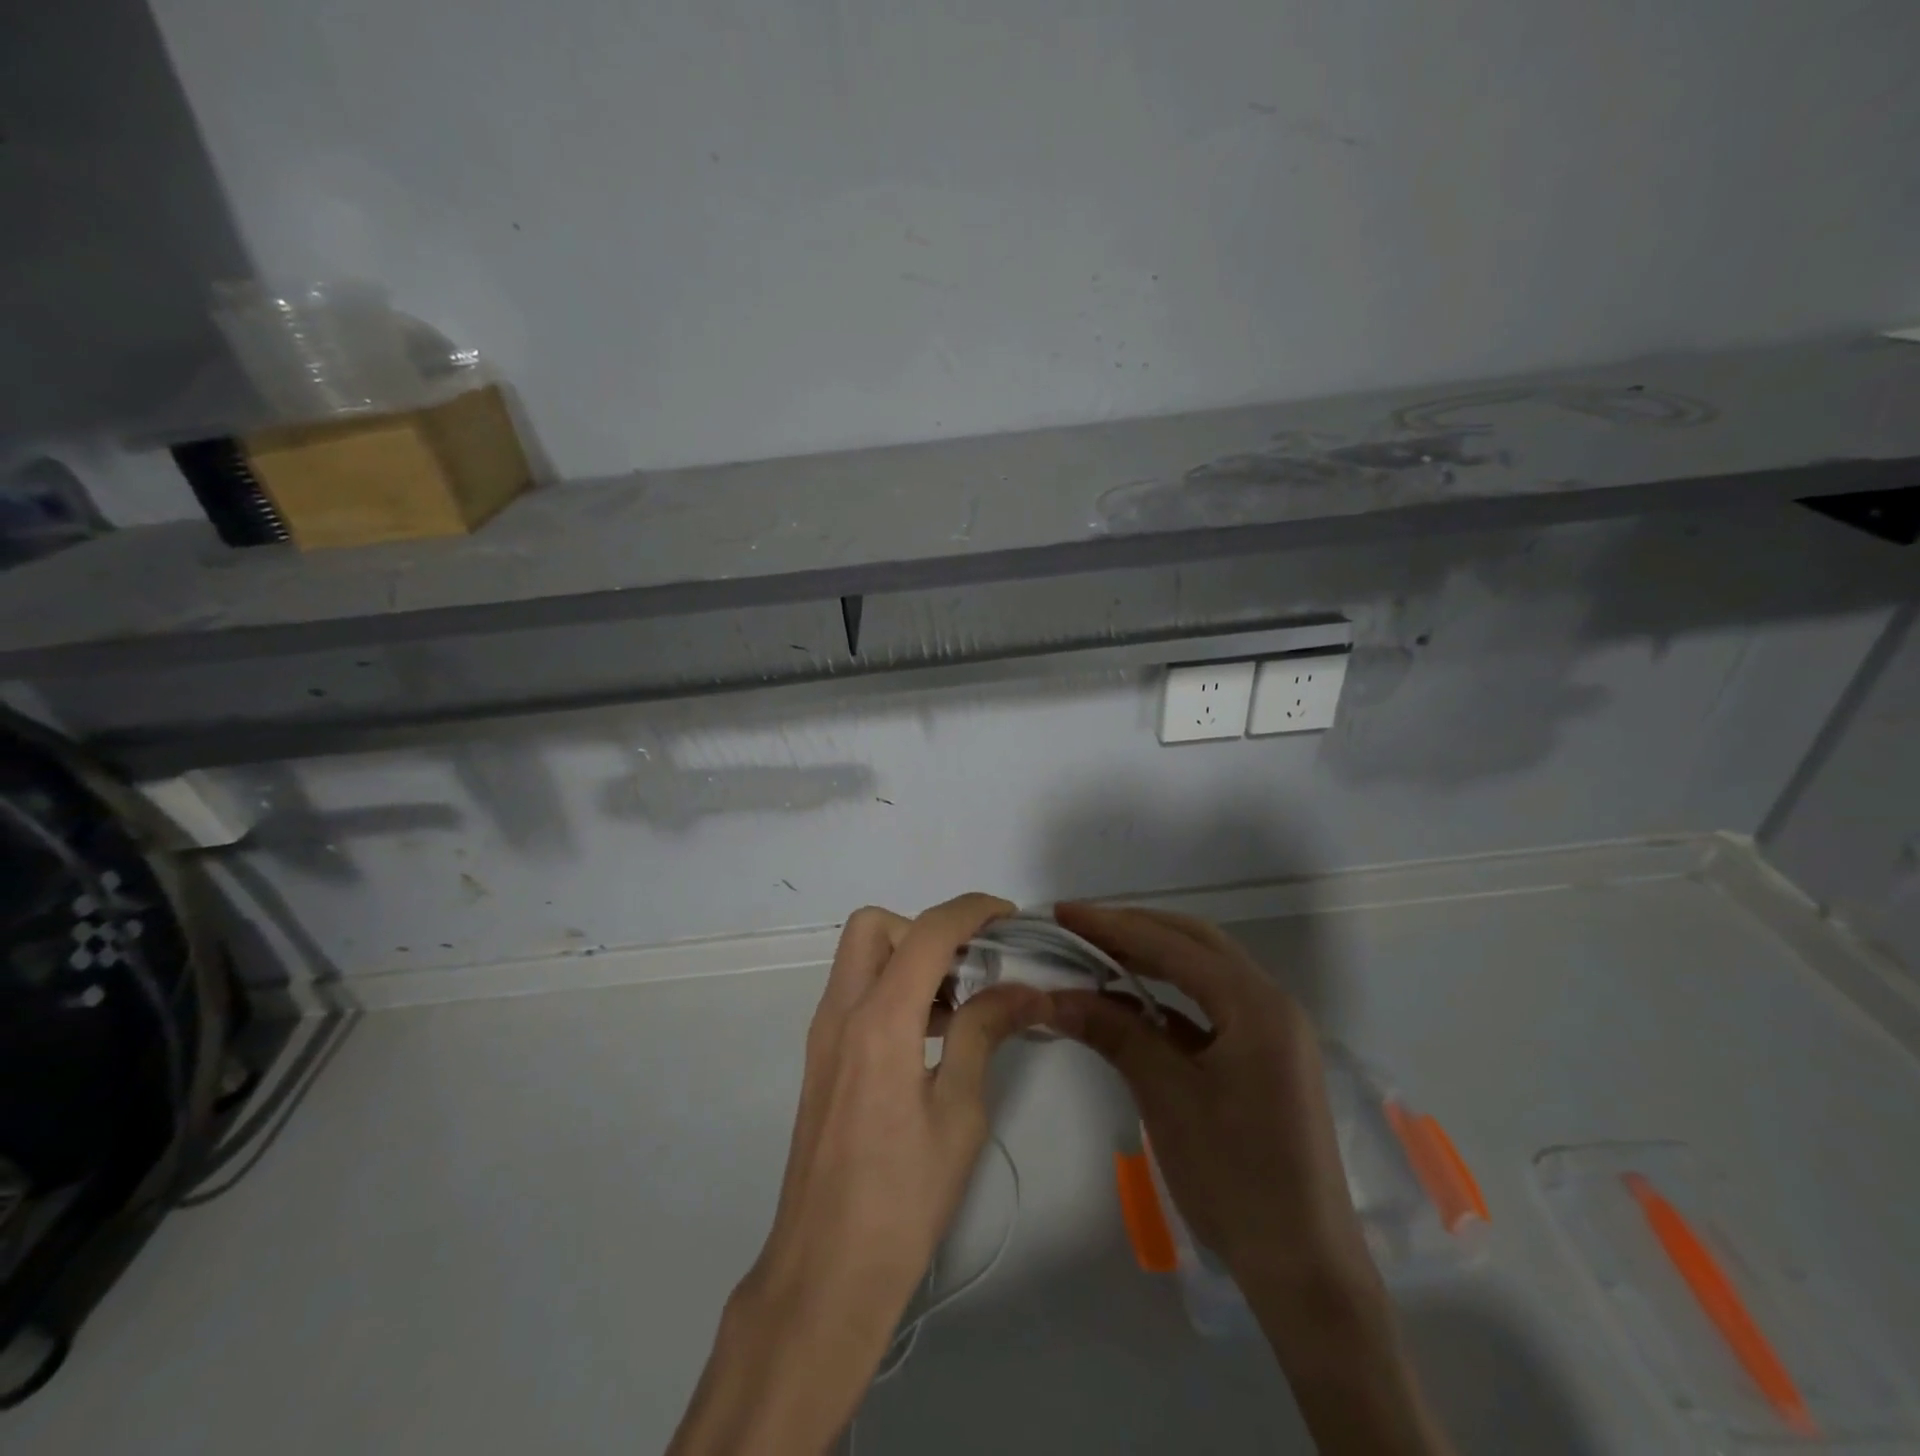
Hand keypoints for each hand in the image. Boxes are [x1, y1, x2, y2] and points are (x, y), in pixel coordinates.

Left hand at [669, 894, 1044, 1455]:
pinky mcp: (821, 1058)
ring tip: (959, 1006)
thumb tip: (1023, 988)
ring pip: (861, 957)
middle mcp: (841, 1012)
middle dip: (926, 929)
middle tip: (970, 967)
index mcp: (879, 1021)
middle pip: (875, 927)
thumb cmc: (903, 1199)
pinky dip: (892, 988)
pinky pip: (855, 992)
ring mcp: (824, 1034)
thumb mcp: (959, 1113)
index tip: (1009, 917)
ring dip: (909, 959)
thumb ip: (984, 1033)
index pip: (927, 932)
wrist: (826, 1271)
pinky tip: (930, 1036)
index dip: (971, 911)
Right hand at [1047, 903, 1453, 1455]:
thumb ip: (1113, 1032)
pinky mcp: (1265, 1056)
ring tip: (1099, 953)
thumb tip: (1053, 995)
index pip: (1172, 944)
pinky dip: (1169, 995)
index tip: (1063, 912)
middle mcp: (1271, 1003)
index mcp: (1255, 1004)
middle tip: (1079, 926)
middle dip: (1135, 929)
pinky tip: (1133, 1001)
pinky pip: (1211, 1006)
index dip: (1113, 925)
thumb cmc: (1235, 1177)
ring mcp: (1273, 1030)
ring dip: (1153, 957)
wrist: (1304, 1270)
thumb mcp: (1166, 1096)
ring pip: (1205, 971)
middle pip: (1195, 943)